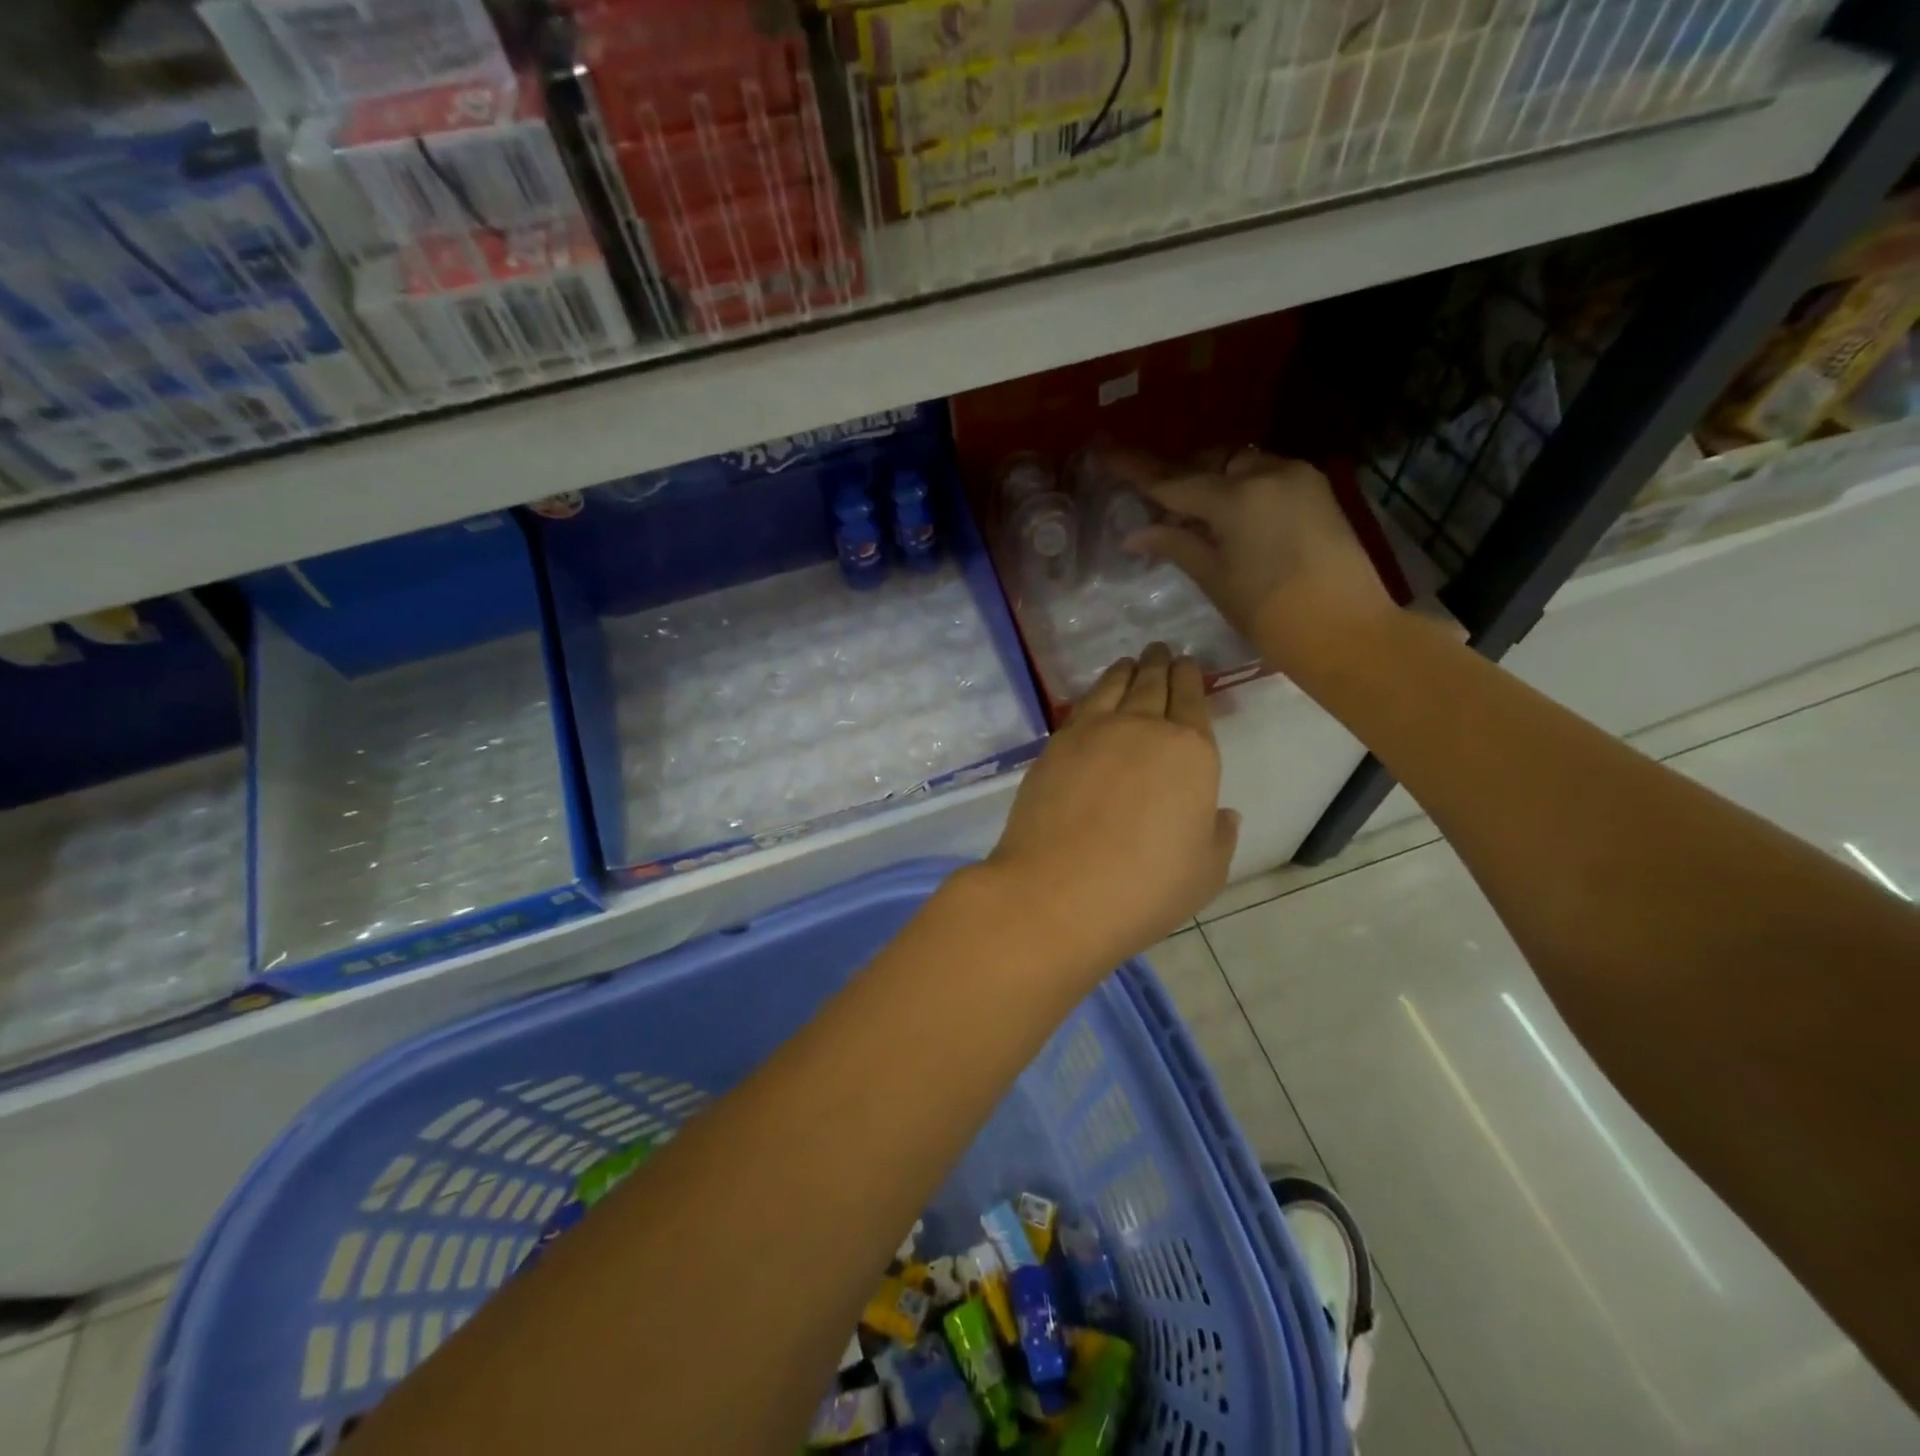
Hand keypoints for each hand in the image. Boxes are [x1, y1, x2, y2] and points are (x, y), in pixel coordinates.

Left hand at [978, 644, 1238, 978]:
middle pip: (1154, 685)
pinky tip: (1095, 696)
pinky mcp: (1055, 745)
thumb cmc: (1144, 888)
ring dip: (1127, 670)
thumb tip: (1221, 813)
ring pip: (1115, 687)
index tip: (1188, 664)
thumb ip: (1217, 836)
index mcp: (1191, 753)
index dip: (1191, 680)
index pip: (1193, 701)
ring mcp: (1093, 733)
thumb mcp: (1204, 873)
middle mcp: (1144, 729)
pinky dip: (1094, 692)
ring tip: (1131, 662)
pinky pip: (1081, 706)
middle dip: (1161, 664)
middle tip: (1161, 649)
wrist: (1058, 891)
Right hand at [1110, 447, 1397, 674]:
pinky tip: (1228, 517)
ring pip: (1238, 465)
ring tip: (1191, 514)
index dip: (1135, 469)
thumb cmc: (1272, 616)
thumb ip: (1176, 544)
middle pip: (1208, 464)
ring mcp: (1297, 477)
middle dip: (1178, 478)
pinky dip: (1239, 488)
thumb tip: (1136, 532)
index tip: (1103, 451)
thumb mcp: (1215, 580)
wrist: (1349, 632)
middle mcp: (1268, 472)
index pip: (1172, 480)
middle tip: (1153, 506)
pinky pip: (1264, 476)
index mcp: (1237, 497)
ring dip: (1210, 481)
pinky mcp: (1316, 490)